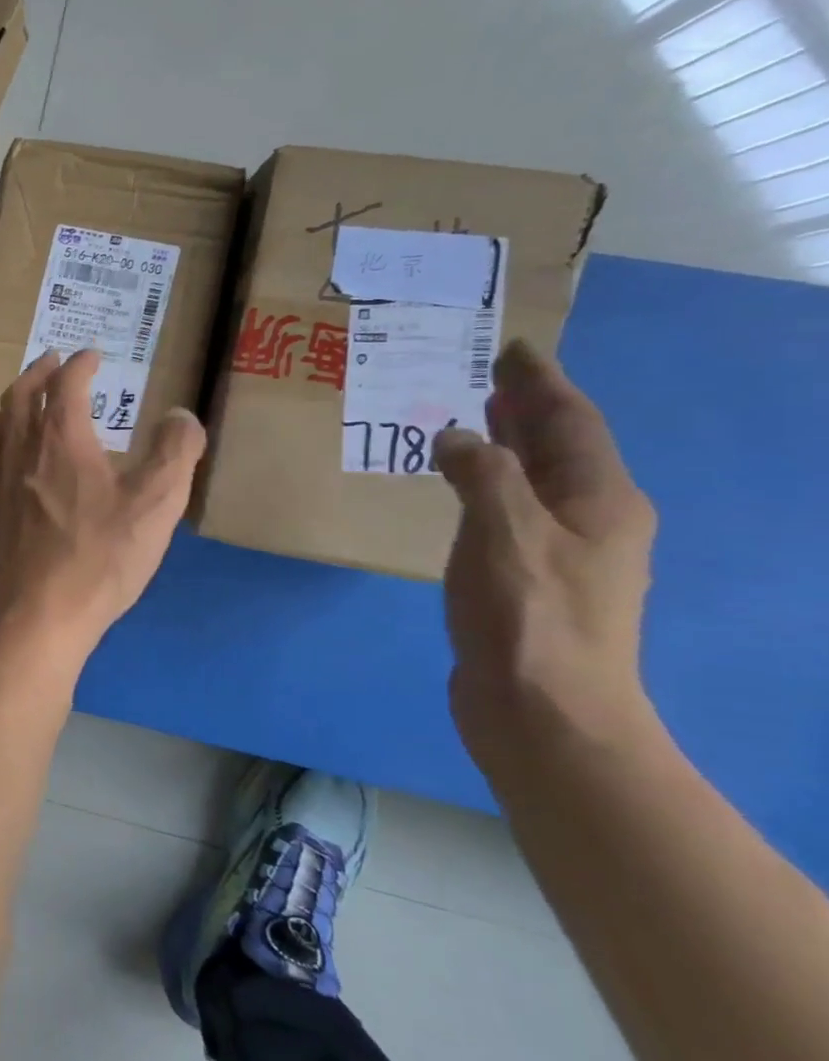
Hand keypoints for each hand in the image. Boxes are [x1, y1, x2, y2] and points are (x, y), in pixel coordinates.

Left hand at [0, 349, 204, 665]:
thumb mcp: (157, 504)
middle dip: (37, 372)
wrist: (38, 616)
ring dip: (10, 406)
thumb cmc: (100, 558)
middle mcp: (19, 452)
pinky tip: (10, 468)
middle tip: (51, 362)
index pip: (66, 384)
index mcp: (60, 440)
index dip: (79, 364)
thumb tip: (180, 415)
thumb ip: (175, 453)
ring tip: (24, 403)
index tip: (92, 355)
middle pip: (19, 397)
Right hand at [433, 340, 657, 761]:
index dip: (541, 383)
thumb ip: (483, 474)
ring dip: (508, 447)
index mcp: (600, 500)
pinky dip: (488, 487)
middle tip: (487, 377)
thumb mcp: (506, 533)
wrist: (544, 712)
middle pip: (561, 448)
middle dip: (529, 409)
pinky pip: (511, 512)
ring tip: (472, 423)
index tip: (512, 349)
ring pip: (536, 481)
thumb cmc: (529, 616)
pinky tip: (462, 491)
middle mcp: (593, 520)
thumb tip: (460, 437)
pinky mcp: (531, 581)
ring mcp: (564, 554)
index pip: (571, 422)